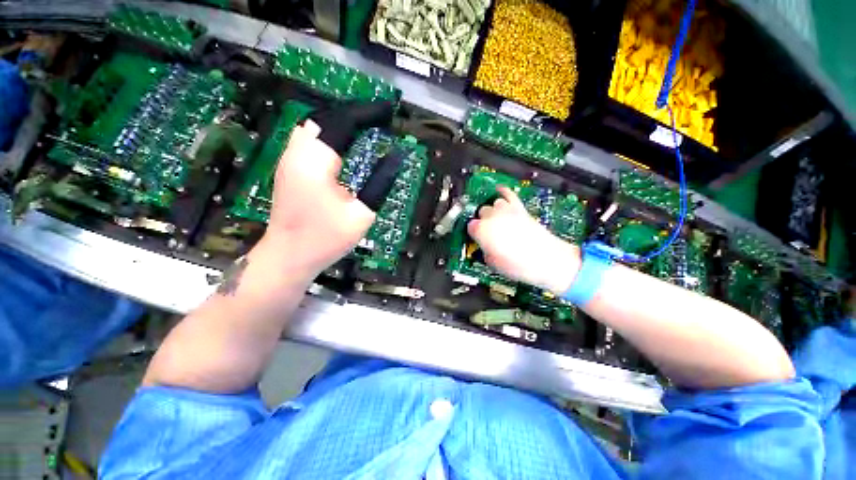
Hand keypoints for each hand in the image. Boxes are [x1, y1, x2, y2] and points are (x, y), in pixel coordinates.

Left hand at [263, 120, 375, 282]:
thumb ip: (380, 183)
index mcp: (316, 162)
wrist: (289, 255)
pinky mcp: (289, 166)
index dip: (369, 113)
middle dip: (356, 112)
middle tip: (380, 118)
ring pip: (316, 123)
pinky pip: (310, 136)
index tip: (390, 113)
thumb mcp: (362, 214)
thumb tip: (396, 157)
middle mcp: (298, 152)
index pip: (344, 122)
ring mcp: (289, 157)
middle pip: (327, 116)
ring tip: (367, 124)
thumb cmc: (327, 239)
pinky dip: (331, 131)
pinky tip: (345, 139)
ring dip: (342, 119)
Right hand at [467, 186, 580, 292]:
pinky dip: (503, 191)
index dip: (473, 233)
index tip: (477, 238)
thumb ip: (484, 250)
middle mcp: (492, 217)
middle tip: (488, 232)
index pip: (470, 226)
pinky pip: (509, 193)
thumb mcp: (493, 263)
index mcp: (481, 230)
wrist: (547, 260)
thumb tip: (485, 246)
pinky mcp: (520, 209)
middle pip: (481, 212)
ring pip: (494, 203)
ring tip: (497, 220)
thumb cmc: (518, 265)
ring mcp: (507, 210)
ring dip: (494, 211)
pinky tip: (500, 190)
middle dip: (483, 221)